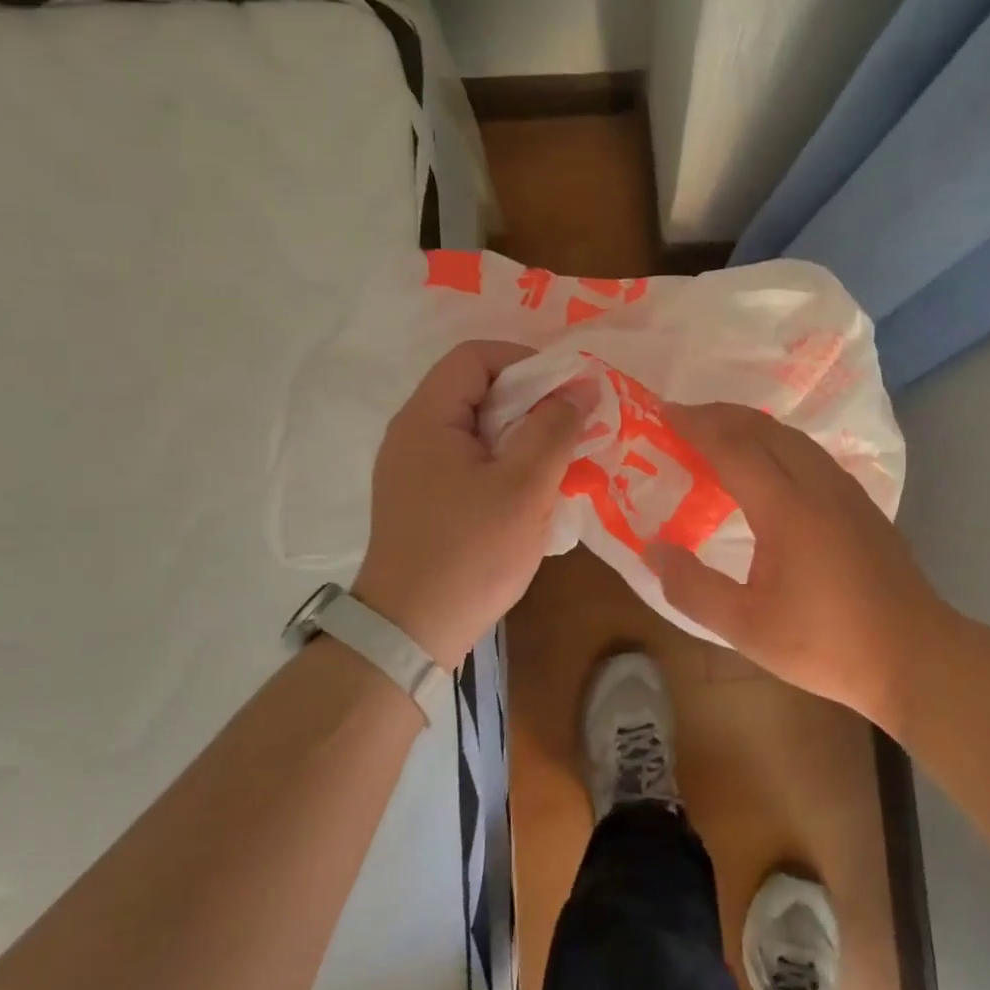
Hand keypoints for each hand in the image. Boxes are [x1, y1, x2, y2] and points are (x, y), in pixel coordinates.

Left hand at [352, 341, 582, 668]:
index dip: (526, 363)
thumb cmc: (471, 552)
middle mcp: (412, 435)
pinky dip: (503, 464)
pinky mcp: (422, 500)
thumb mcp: (525, 487)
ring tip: (559, 462)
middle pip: (475, 391)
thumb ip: (554, 429)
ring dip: (521, 437)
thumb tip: (578, 388)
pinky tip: (531, 494)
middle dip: (530, 402)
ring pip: (476, 430)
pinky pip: (468, 462)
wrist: (411, 632)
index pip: (475, 357)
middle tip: (571, 429)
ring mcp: (413, 470)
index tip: (566, 393)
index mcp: (427, 419)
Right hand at [643, 402, 945, 732]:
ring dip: (751, 426)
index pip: (733, 448)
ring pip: (793, 438)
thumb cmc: (827, 644)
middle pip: (764, 430)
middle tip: (684, 417)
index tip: (664, 412)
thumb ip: (693, 588)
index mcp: (786, 508)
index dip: (696, 426)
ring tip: (720, 432)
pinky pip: (811, 453)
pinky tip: (771, 464)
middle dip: (721, 415)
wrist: (915, 656)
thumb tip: (653, 548)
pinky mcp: (862, 504)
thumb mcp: (746, 628)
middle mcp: (818, 486)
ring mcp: (846, 492)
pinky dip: (778, 442)